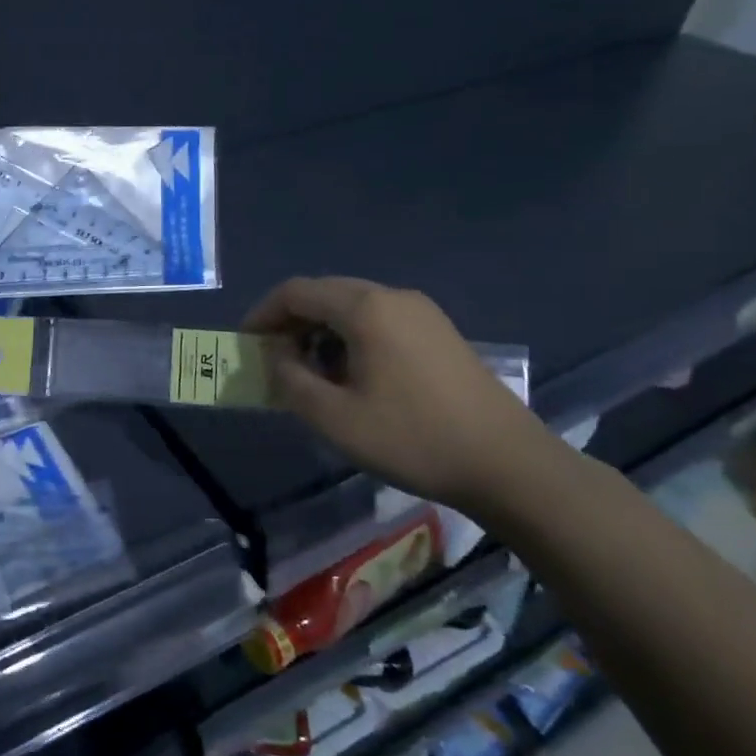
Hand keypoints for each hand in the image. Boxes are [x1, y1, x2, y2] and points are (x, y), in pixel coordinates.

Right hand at [244, 276, 557, 511]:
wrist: (508, 464)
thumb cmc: (413, 438)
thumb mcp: (335, 417)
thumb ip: (290, 379)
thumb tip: (276, 354)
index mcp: (365, 308)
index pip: (296, 292)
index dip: (263, 314)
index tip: (246, 344)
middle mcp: (393, 297)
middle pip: (324, 293)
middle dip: (291, 322)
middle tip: (274, 360)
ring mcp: (422, 312)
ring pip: (352, 306)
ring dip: (321, 331)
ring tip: (311, 373)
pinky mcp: (439, 332)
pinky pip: (379, 320)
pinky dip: (351, 337)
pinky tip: (353, 375)